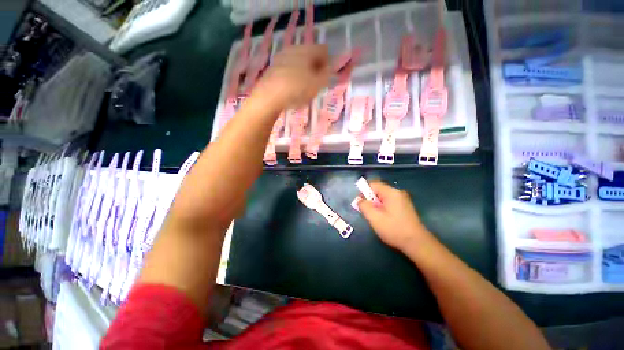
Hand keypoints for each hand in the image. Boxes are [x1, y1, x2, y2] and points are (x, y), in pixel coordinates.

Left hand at [253, 45, 330, 109]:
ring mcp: (281, 57)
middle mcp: (293, 49)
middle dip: (315, 69)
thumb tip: (329, 69)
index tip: (326, 78)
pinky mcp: (273, 68)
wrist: (269, 97)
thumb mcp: (317, 84)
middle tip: (315, 85)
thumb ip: (327, 75)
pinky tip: (292, 90)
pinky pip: (288, 69)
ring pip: (299, 62)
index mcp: (307, 50)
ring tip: (303, 89)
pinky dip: (293, 77)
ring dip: (304, 73)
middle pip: (310, 56)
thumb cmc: (297, 90)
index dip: (328, 63)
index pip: (323, 50)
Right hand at [358, 181, 432, 251]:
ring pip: (383, 198)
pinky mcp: (405, 207)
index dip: (364, 192)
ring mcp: (403, 200)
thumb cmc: (393, 229)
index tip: (362, 204)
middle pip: (378, 190)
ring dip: (376, 205)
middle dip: (370, 200)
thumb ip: (364, 205)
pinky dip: (383, 208)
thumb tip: (359, 199)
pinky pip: (389, 203)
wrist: (417, 243)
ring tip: (377, 218)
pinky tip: (385, 219)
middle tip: (369, 213)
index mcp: (391, 192)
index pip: (372, 184)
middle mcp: (398, 193)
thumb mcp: (374, 217)